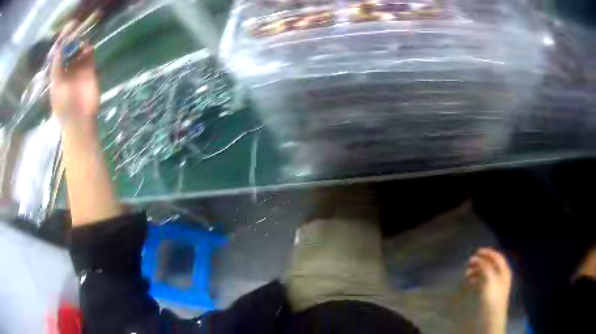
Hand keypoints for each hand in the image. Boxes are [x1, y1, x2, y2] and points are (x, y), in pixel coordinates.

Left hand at [50, 40, 98, 128]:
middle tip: (75, 34)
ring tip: (81, 41)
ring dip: (81, 45)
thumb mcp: (56, 86)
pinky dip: (89, 50)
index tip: (64, 36)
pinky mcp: (89, 71)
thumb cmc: (64, 106)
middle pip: (70, 52)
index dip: (61, 46)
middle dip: (72, 43)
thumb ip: (57, 67)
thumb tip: (58, 48)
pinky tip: (88, 47)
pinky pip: (90, 57)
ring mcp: (79, 71)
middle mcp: (68, 71)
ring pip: (80, 52)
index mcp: (58, 76)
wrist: (79, 120)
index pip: (59, 57)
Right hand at [466, 248, 511, 333]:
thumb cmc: (492, 296)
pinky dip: (477, 279)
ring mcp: (497, 284)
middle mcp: (501, 275)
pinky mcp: (491, 292)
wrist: (492, 315)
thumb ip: (484, 267)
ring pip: (487, 272)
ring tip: (467, 274)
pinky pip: (484, 281)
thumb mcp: (489, 278)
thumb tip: (476, 258)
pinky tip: (471, 282)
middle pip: (491, 264)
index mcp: (504, 270)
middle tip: (469, 263)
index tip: (476, 251)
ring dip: (477, 271)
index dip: (487, 252)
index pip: (496, 256)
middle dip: (480, 262)